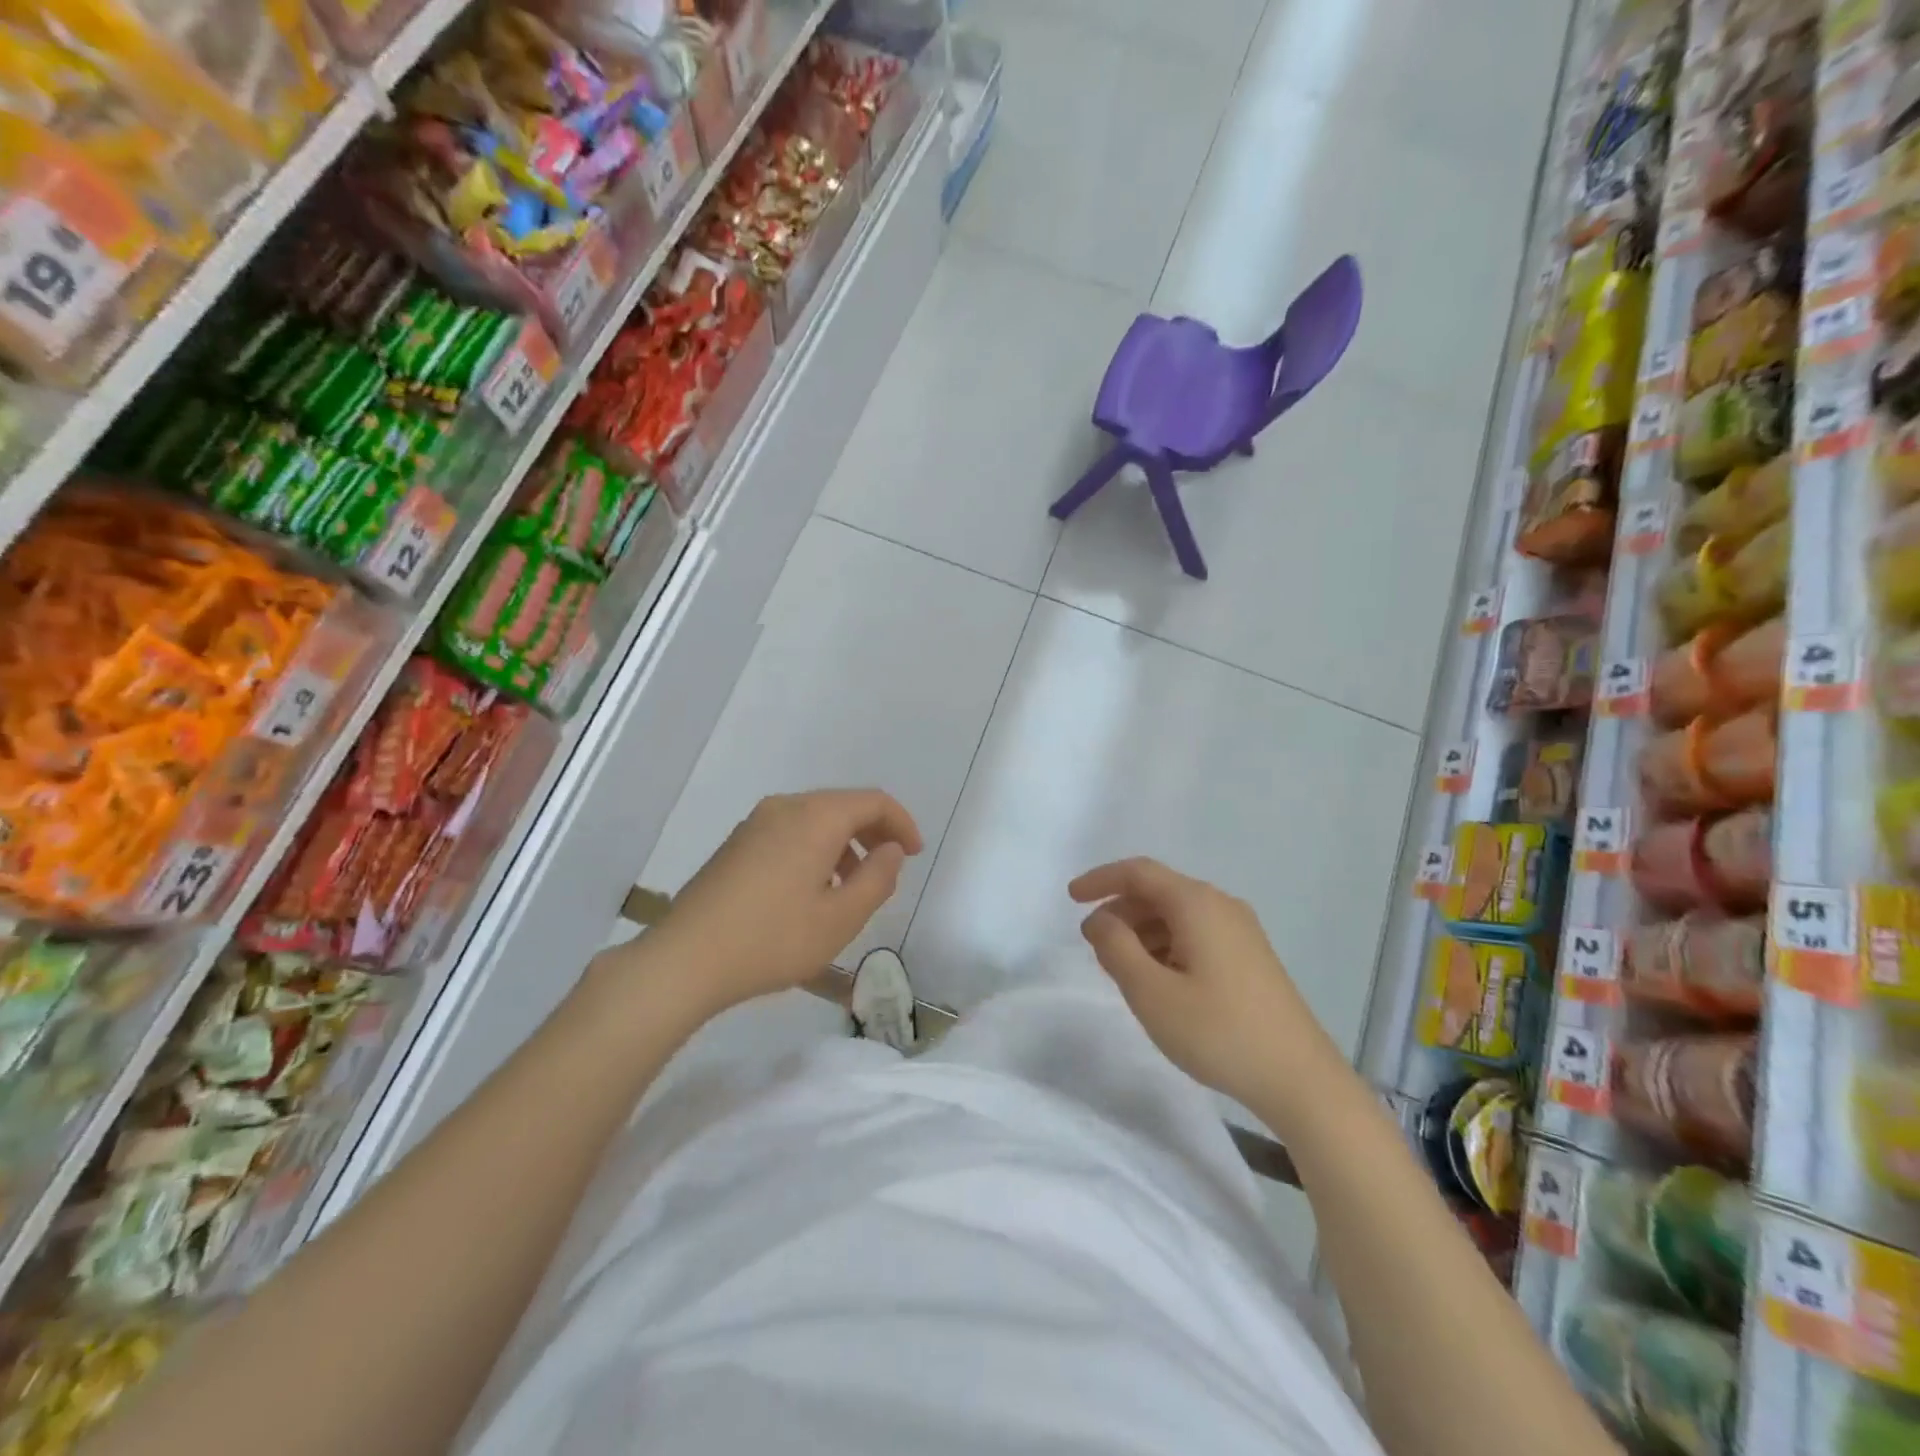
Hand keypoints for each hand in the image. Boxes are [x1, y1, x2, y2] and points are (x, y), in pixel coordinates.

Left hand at [640, 789, 922, 1017]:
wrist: (685, 959)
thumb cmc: (772, 939)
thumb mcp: (840, 918)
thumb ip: (877, 879)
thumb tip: (891, 851)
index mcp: (815, 817)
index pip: (873, 801)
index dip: (901, 823)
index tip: (913, 854)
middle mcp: (785, 808)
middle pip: (842, 805)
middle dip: (872, 833)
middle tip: (887, 870)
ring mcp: (755, 823)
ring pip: (814, 820)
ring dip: (842, 845)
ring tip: (849, 889)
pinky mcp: (736, 844)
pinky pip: (789, 832)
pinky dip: (814, 850)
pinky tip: (809, 892)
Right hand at [1069, 857, 1349, 1126]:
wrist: (1300, 1079)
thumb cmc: (1218, 1031)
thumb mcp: (1151, 993)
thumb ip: (1115, 948)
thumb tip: (1100, 919)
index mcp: (1197, 904)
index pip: (1139, 872)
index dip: (1100, 880)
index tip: (1070, 899)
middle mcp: (1221, 906)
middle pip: (1158, 892)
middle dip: (1119, 911)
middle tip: (1093, 944)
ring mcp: (1241, 931)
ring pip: (1177, 915)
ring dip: (1142, 931)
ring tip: (1121, 968)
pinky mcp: (1250, 957)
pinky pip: (1196, 934)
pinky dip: (1166, 945)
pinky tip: (1159, 980)